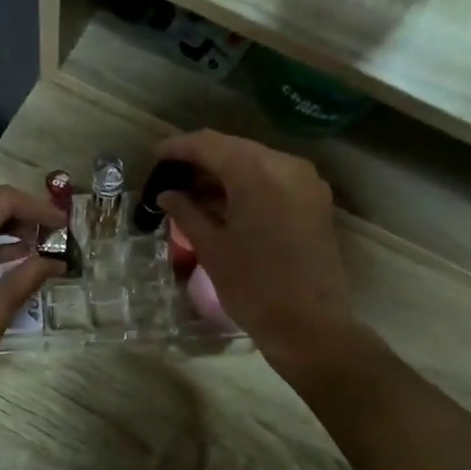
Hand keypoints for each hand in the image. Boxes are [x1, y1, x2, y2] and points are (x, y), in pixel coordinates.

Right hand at [156, 130, 358, 377]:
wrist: (309, 325)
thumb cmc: (253, 287)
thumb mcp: (212, 248)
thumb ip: (187, 212)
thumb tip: (167, 194)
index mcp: (257, 172)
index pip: (209, 144)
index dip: (178, 148)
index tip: (155, 157)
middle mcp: (286, 165)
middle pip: (235, 149)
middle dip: (202, 159)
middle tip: (172, 177)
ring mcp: (306, 182)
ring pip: (257, 162)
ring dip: (225, 173)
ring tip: (193, 193)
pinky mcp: (315, 201)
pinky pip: (275, 179)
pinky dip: (248, 185)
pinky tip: (225, 203)